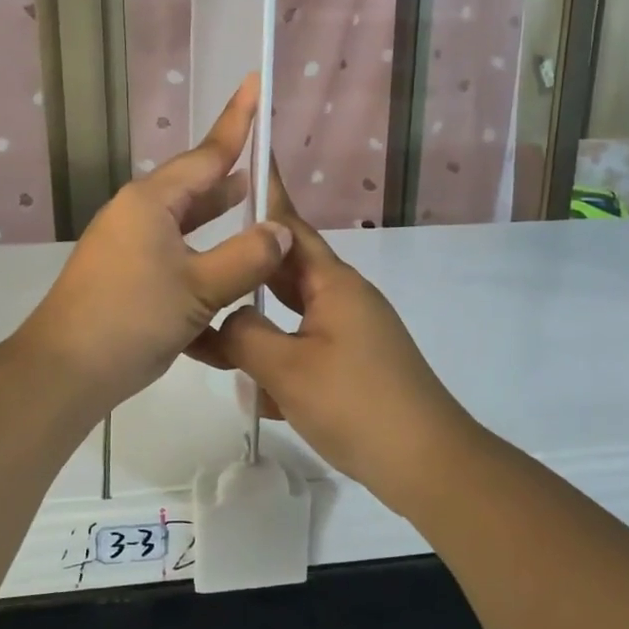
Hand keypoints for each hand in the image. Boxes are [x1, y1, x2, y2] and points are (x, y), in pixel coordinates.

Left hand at [16, 75, 291, 412]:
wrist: (63, 372)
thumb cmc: (132, 318)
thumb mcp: (200, 287)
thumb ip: (247, 257)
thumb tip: (280, 232)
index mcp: (152, 202)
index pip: (208, 154)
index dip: (238, 122)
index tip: (255, 83)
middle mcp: (137, 216)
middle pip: (195, 189)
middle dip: (231, 181)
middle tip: (268, 169)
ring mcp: (128, 248)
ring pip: (186, 228)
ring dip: (219, 226)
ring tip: (255, 218)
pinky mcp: (125, 280)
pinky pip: (174, 261)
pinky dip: (201, 267)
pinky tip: (226, 290)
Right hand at [190, 177, 481, 512]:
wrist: (426, 462)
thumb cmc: (356, 405)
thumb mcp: (287, 369)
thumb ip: (244, 335)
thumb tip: (229, 320)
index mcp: (334, 284)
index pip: (290, 228)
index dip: (266, 197)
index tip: (244, 165)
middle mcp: (345, 299)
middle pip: (286, 271)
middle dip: (246, 270)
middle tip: (201, 263)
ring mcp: (353, 334)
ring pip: (293, 315)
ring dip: (258, 323)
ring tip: (213, 331)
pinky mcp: (355, 366)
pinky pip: (305, 348)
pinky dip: (279, 360)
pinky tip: (254, 390)